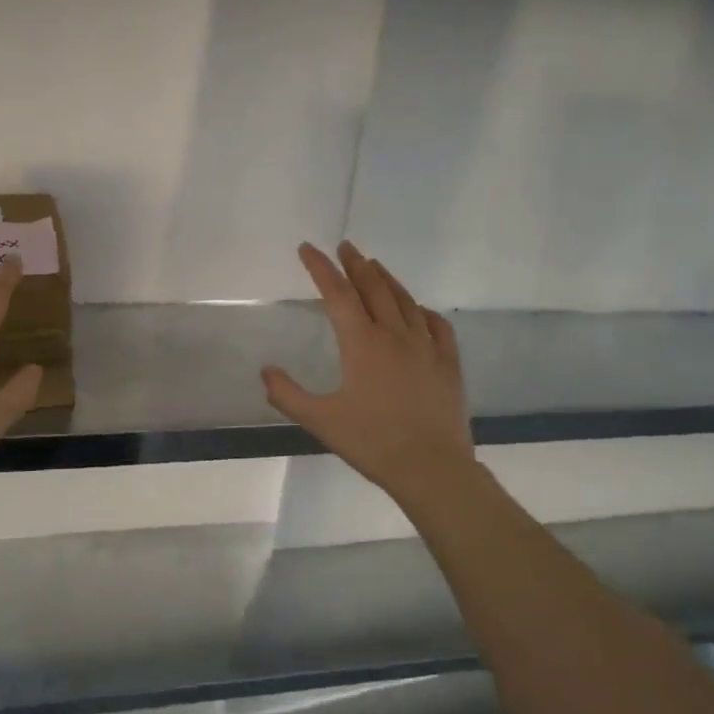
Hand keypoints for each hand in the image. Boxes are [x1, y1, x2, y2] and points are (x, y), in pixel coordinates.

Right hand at [262, 241, 475, 503]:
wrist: (432, 467)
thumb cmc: (372, 442)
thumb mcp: (320, 420)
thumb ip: (288, 394)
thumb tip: (265, 371)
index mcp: (361, 343)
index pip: (337, 294)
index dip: (320, 268)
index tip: (307, 248)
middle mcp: (394, 334)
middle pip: (373, 287)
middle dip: (355, 264)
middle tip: (345, 246)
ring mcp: (426, 346)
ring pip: (404, 301)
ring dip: (386, 279)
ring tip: (374, 266)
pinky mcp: (448, 363)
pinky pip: (437, 325)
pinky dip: (422, 311)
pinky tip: (418, 310)